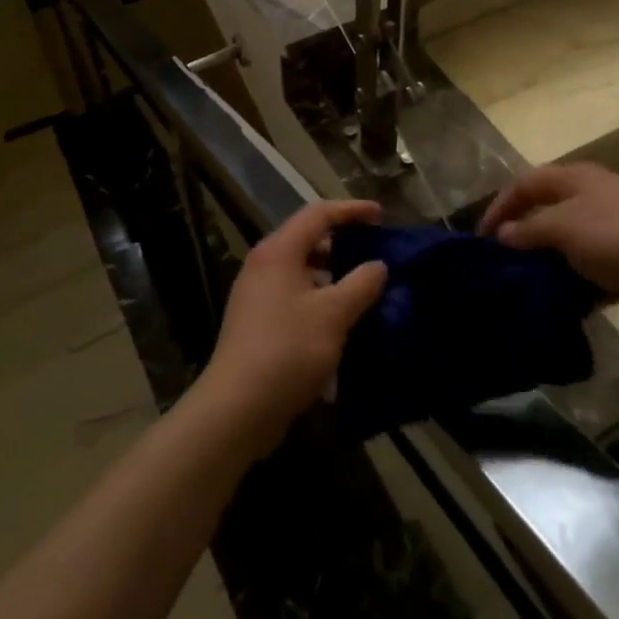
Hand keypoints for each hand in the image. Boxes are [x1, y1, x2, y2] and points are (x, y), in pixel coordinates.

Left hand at [196, 200, 387, 452]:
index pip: (318, 214)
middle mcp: (263, 265)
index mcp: (278, 251)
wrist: (237, 408)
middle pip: (307, 239)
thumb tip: (378, 265)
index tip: (381, 215)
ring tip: (364, 287)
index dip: (351, 210)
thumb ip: (361, 284)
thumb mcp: (334, 314)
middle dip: (343, 242)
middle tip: (375, 251)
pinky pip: (295, 296)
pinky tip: (341, 320)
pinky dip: (320, 298)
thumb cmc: (288, 350)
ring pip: (302, 270)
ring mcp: (257, 295)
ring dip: (333, 274)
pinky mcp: (258, 323)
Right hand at [479, 163, 618, 341]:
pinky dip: (572, 288)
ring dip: (545, 267)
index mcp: (576, 180)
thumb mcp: (565, 229)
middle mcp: (592, 200)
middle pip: (545, 214)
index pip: (526, 184)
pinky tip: (557, 309)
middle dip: (520, 239)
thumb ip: (529, 231)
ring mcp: (612, 233)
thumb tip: (503, 235)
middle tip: (497, 268)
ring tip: (521, 291)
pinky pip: (588, 274)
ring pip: (566, 247)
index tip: (479, 239)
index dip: (500, 206)